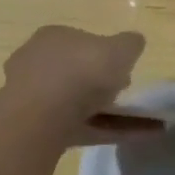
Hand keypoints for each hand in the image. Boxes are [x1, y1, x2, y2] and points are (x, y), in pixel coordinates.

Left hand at [0, 26, 144, 174]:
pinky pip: (79, 127)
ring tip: (141, 123)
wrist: (43, 119)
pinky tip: (134, 137)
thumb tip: (134, 42)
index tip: (124, 70)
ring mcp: (34, 99)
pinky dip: (106, 131)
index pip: (81, 42)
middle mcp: (37, 63)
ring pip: (77, 103)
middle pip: (76, 74)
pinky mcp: (38, 130)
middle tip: (126, 94)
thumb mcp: (119, 49)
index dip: (104, 54)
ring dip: (108, 112)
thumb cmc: (81, 72)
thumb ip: (129, 44)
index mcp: (53, 37)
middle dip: (102, 85)